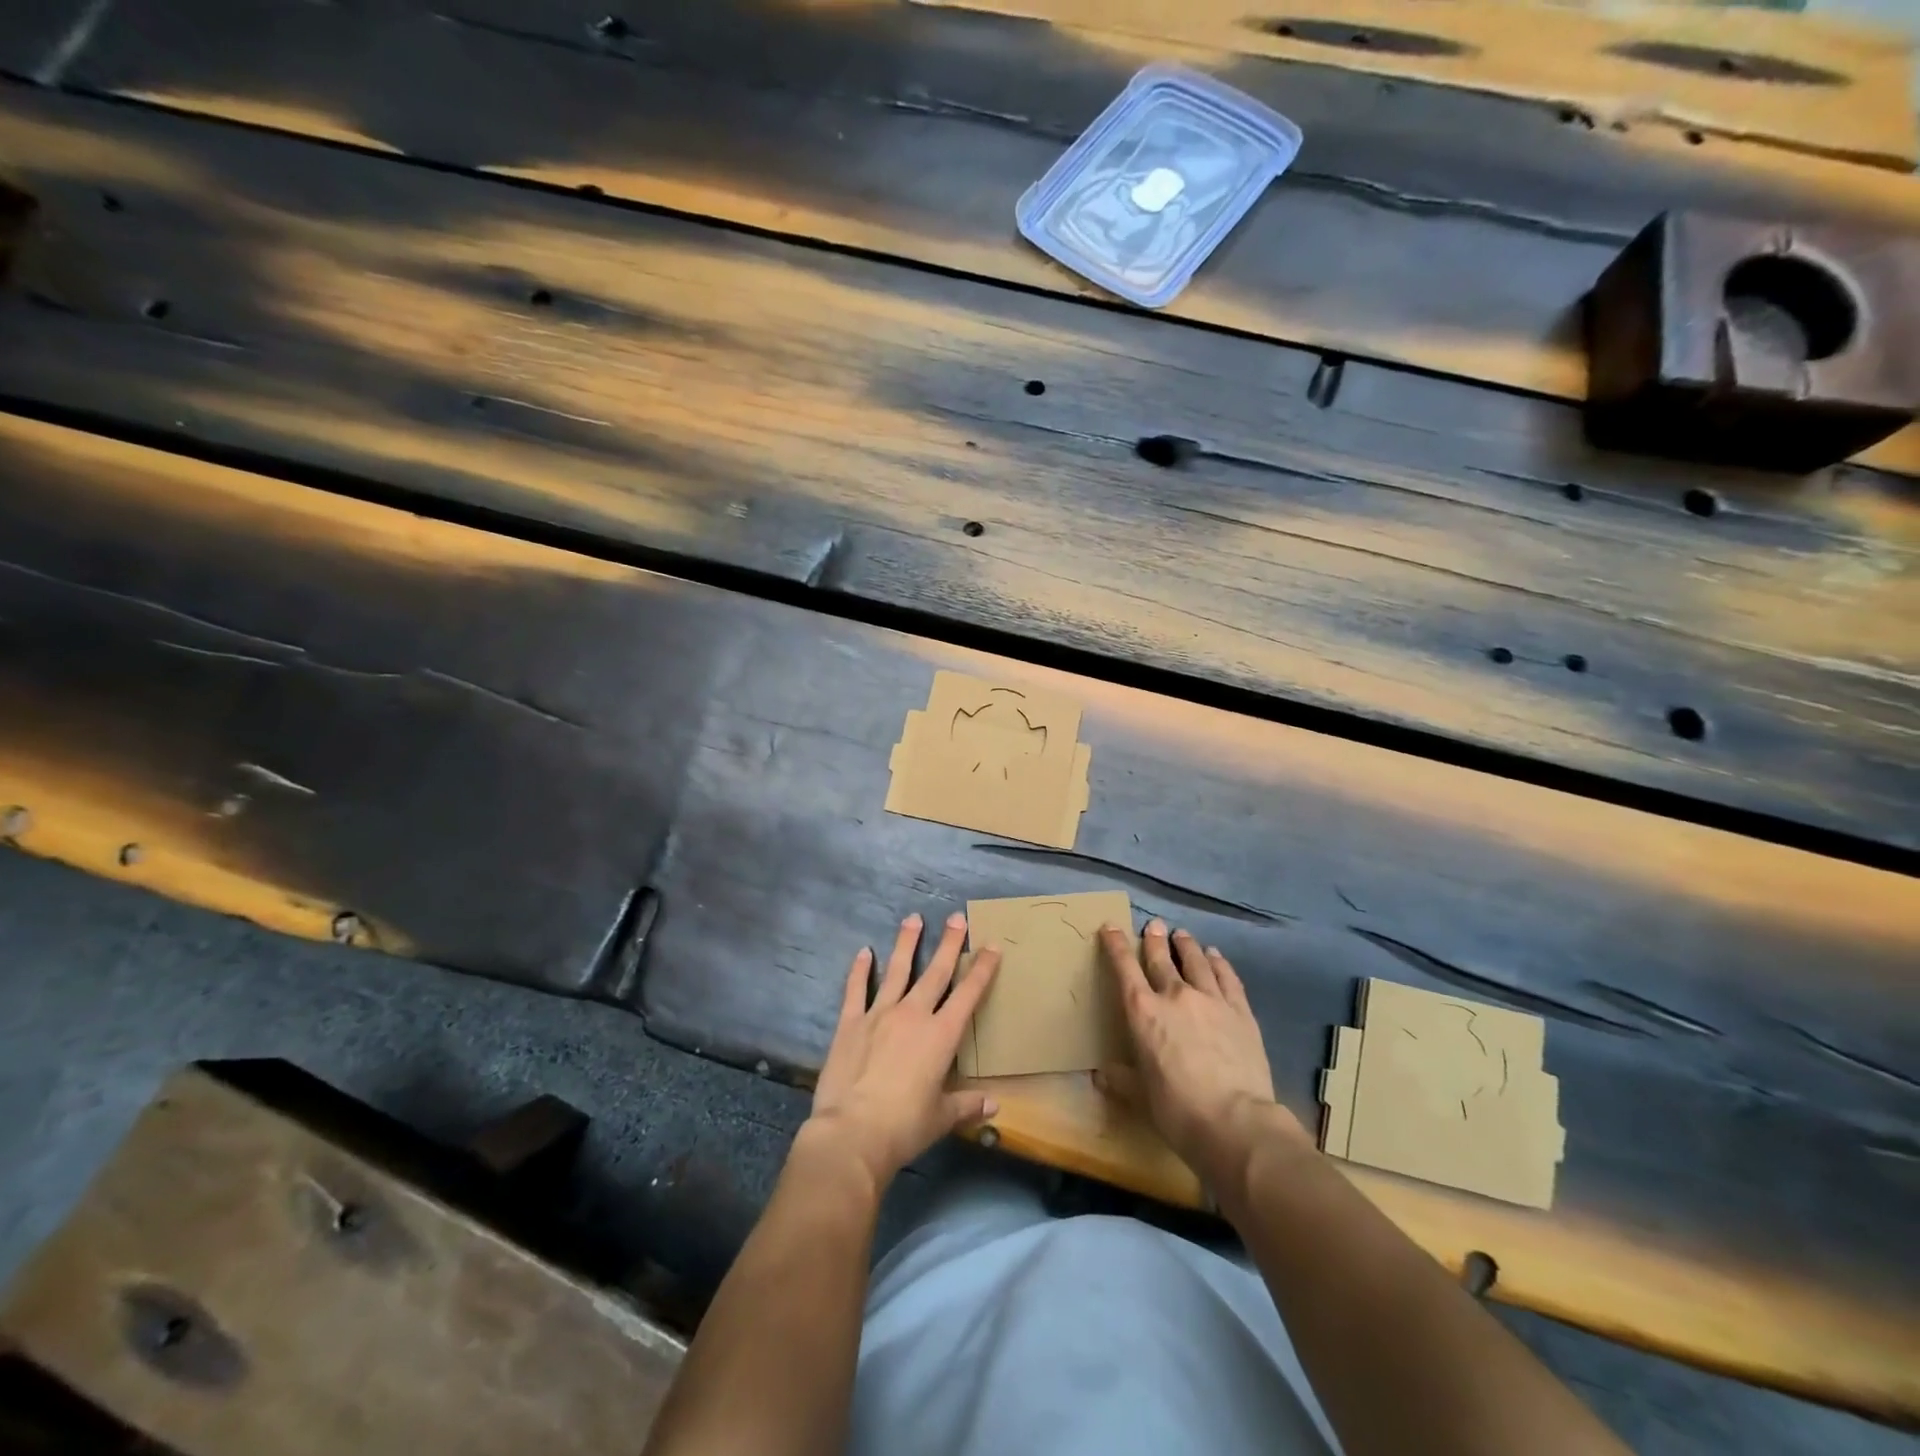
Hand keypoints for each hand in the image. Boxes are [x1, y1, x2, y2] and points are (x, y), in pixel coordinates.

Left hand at [805, 912, 1001, 1189]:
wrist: (853, 1133)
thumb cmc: (904, 1127)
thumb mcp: (942, 1118)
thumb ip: (967, 1105)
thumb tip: (995, 1105)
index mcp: (941, 1036)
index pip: (968, 994)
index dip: (982, 969)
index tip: (992, 946)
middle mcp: (913, 1015)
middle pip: (935, 972)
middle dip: (949, 944)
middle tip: (956, 917)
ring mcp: (880, 1014)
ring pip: (897, 970)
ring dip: (906, 944)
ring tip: (912, 918)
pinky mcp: (851, 1023)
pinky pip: (856, 990)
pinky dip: (860, 970)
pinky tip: (863, 952)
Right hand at [1096, 920, 1306, 1181]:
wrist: (1235, 1122)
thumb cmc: (1177, 1111)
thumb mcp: (1141, 1097)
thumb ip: (1121, 1080)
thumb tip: (1101, 1075)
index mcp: (1142, 1012)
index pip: (1124, 968)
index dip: (1115, 945)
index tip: (1111, 927)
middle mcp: (1174, 995)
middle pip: (1161, 958)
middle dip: (1154, 939)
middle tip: (1153, 924)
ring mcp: (1211, 999)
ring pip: (1196, 961)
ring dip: (1186, 945)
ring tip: (1182, 935)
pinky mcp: (1240, 1011)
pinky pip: (1227, 977)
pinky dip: (1219, 963)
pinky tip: (1215, 956)